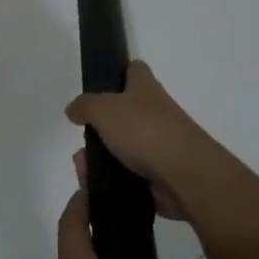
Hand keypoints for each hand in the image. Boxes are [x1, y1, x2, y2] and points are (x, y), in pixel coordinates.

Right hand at [65, 60, 229, 220]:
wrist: (184, 175)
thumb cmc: (145, 131)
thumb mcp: (104, 109)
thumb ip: (85, 106)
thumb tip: (74, 109)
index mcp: (146, 88)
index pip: (135, 70)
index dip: (119, 73)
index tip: (100, 87)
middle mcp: (156, 112)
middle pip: (124, 114)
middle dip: (100, 129)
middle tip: (83, 142)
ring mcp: (160, 144)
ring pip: (123, 148)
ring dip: (101, 159)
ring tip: (84, 171)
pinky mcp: (160, 174)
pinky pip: (130, 175)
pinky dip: (113, 181)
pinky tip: (97, 188)